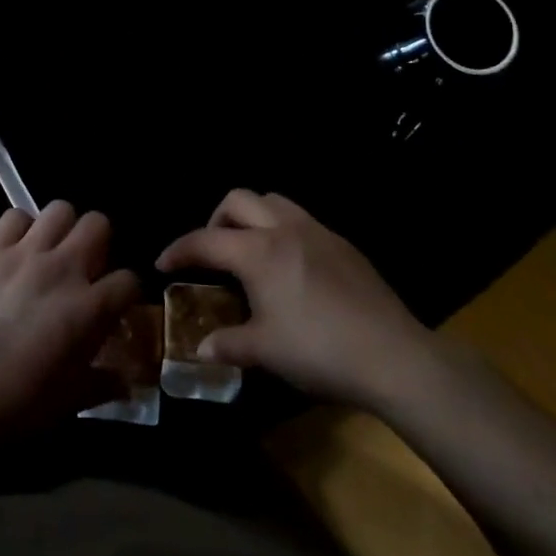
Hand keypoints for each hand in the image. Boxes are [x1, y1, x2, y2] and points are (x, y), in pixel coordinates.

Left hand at [0, 200, 139, 433]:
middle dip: (99, 244)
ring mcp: (25, 256)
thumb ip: (106, 382)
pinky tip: (17, 251)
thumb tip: (127, 380)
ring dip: (62, 229)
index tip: (115, 305)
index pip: (129, 280)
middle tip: (85, 267)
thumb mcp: (74, 400)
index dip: (126, 293)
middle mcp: (63, 270)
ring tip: (52, 252)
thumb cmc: (20, 406)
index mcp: (90, 308)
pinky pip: (14, 216)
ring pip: (59, 209)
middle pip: (99, 224)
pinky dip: (21, 228)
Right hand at [157, 189, 431, 406]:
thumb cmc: (319, 351)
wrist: (393, 355)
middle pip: (239, 200)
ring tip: (251, 251)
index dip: (179, 250)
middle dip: (216, 220)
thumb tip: (201, 348)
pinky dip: (283, 231)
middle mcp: (284, 229)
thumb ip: (229, 344)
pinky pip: (302, 221)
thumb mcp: (266, 352)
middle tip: (213, 253)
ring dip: (252, 217)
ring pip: (274, 201)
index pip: (205, 240)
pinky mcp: (343, 244)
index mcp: (258, 252)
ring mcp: (317, 232)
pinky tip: (291, 267)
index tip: (163, 264)